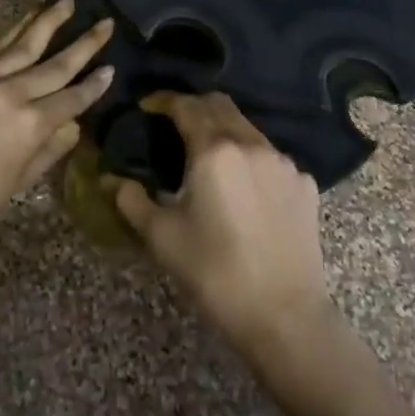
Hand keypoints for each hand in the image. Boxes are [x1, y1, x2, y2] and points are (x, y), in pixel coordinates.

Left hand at [0, 0, 113, 252]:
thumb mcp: (25, 177)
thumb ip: (53, 145)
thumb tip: (73, 122)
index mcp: (30, 124)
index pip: (72, 97)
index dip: (94, 85)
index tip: (112, 67)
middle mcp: (9, 92)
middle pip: (55, 64)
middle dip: (85, 43)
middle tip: (105, 23)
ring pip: (23, 43)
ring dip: (47, 20)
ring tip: (67, 2)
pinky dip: (13, 33)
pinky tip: (27, 20)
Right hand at [114, 92, 331, 355]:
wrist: (284, 315)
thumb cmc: (215, 273)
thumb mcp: (162, 237)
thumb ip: (131, 200)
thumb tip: (110, 180)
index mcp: (214, 151)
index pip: (186, 105)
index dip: (163, 100)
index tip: (148, 106)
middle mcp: (251, 144)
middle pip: (220, 105)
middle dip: (194, 106)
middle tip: (174, 123)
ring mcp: (283, 163)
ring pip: (248, 128)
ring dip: (223, 130)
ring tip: (208, 156)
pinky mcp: (304, 184)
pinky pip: (271, 157)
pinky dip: (250, 158)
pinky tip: (243, 187)